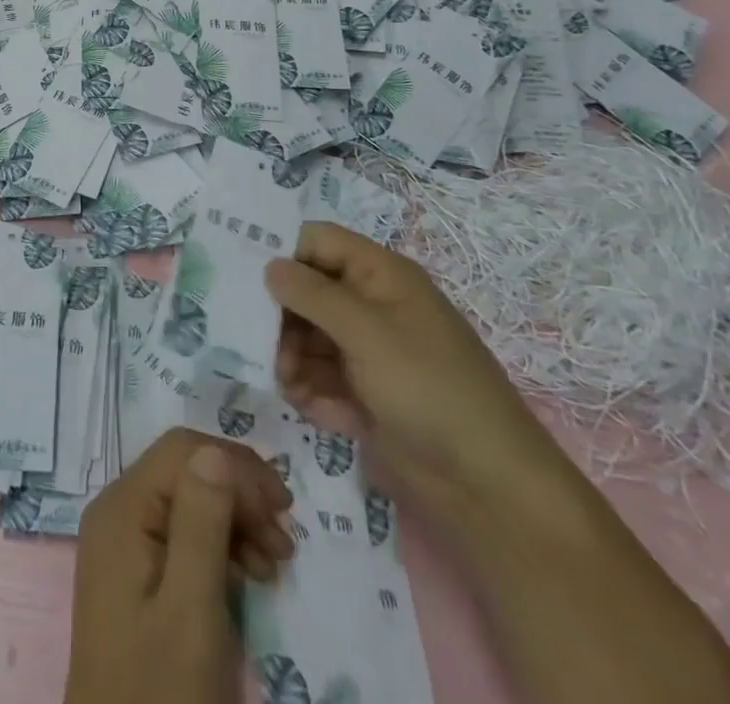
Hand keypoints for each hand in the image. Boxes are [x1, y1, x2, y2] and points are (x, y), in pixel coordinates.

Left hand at [65, 428, 293, 703]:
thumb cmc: (160, 689)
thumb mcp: (190, 608)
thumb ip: (202, 522)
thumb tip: (218, 451)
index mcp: (123, 507)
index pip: (184, 451)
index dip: (236, 468)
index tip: (284, 510)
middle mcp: (118, 512)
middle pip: (187, 472)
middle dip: (240, 495)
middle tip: (285, 540)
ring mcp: (124, 543)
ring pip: (189, 502)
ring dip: (236, 522)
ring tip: (276, 563)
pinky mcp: (136, 575)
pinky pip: (182, 536)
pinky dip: (221, 547)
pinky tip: (248, 576)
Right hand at [264, 222, 576, 532]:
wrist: (487, 487)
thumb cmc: (427, 387)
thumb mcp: (366, 331)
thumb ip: (312, 294)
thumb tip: (269, 265)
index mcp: (380, 275)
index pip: (318, 242)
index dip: (284, 253)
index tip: (243, 276)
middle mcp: (371, 306)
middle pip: (307, 291)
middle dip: (281, 316)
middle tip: (258, 341)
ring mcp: (368, 353)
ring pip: (308, 337)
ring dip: (291, 358)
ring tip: (288, 383)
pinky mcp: (365, 395)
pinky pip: (321, 378)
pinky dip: (311, 391)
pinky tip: (314, 410)